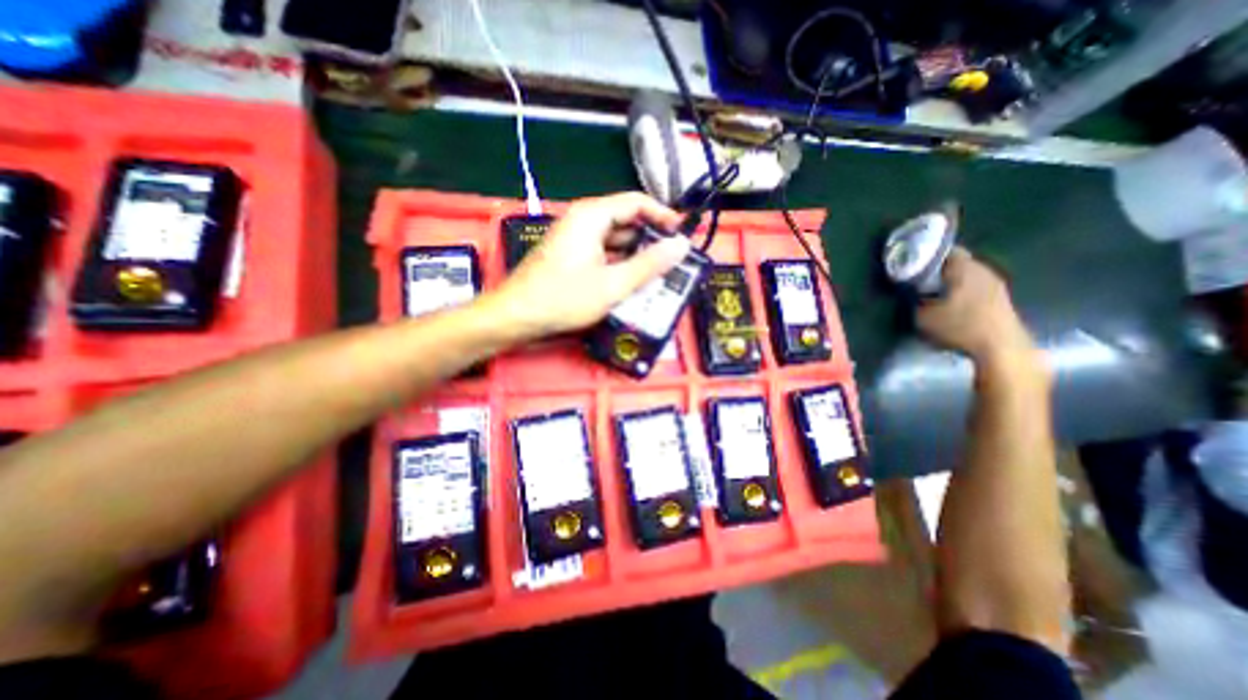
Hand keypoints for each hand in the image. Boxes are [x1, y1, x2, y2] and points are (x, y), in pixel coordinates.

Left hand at [478, 191, 691, 337]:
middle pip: (626, 220)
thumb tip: (681, 246)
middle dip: (651, 238)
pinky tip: (633, 280)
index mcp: (592, 216)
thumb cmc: (564, 298)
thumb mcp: (613, 284)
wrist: (517, 316)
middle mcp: (583, 221)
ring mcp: (575, 239)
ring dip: (637, 254)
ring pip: (615, 239)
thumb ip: (650, 265)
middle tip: (674, 259)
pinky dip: (620, 263)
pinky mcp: (571, 256)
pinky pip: (603, 252)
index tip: (683, 233)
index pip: (636, 202)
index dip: (663, 215)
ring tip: (660, 272)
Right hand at [914, 247, 1034, 361]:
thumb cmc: (959, 326)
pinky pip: (977, 289)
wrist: (1000, 348)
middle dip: (939, 271)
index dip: (928, 256)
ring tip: (934, 296)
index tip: (913, 265)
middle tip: (920, 282)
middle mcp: (983, 270)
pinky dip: (963, 294)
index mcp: (964, 268)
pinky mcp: (1001, 300)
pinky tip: (952, 307)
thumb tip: (910, 294)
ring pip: (968, 276)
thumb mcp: (922, 316)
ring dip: (952, 284)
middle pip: (958, 263)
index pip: (946, 250)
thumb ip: (914, 301)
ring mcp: (996, 285)